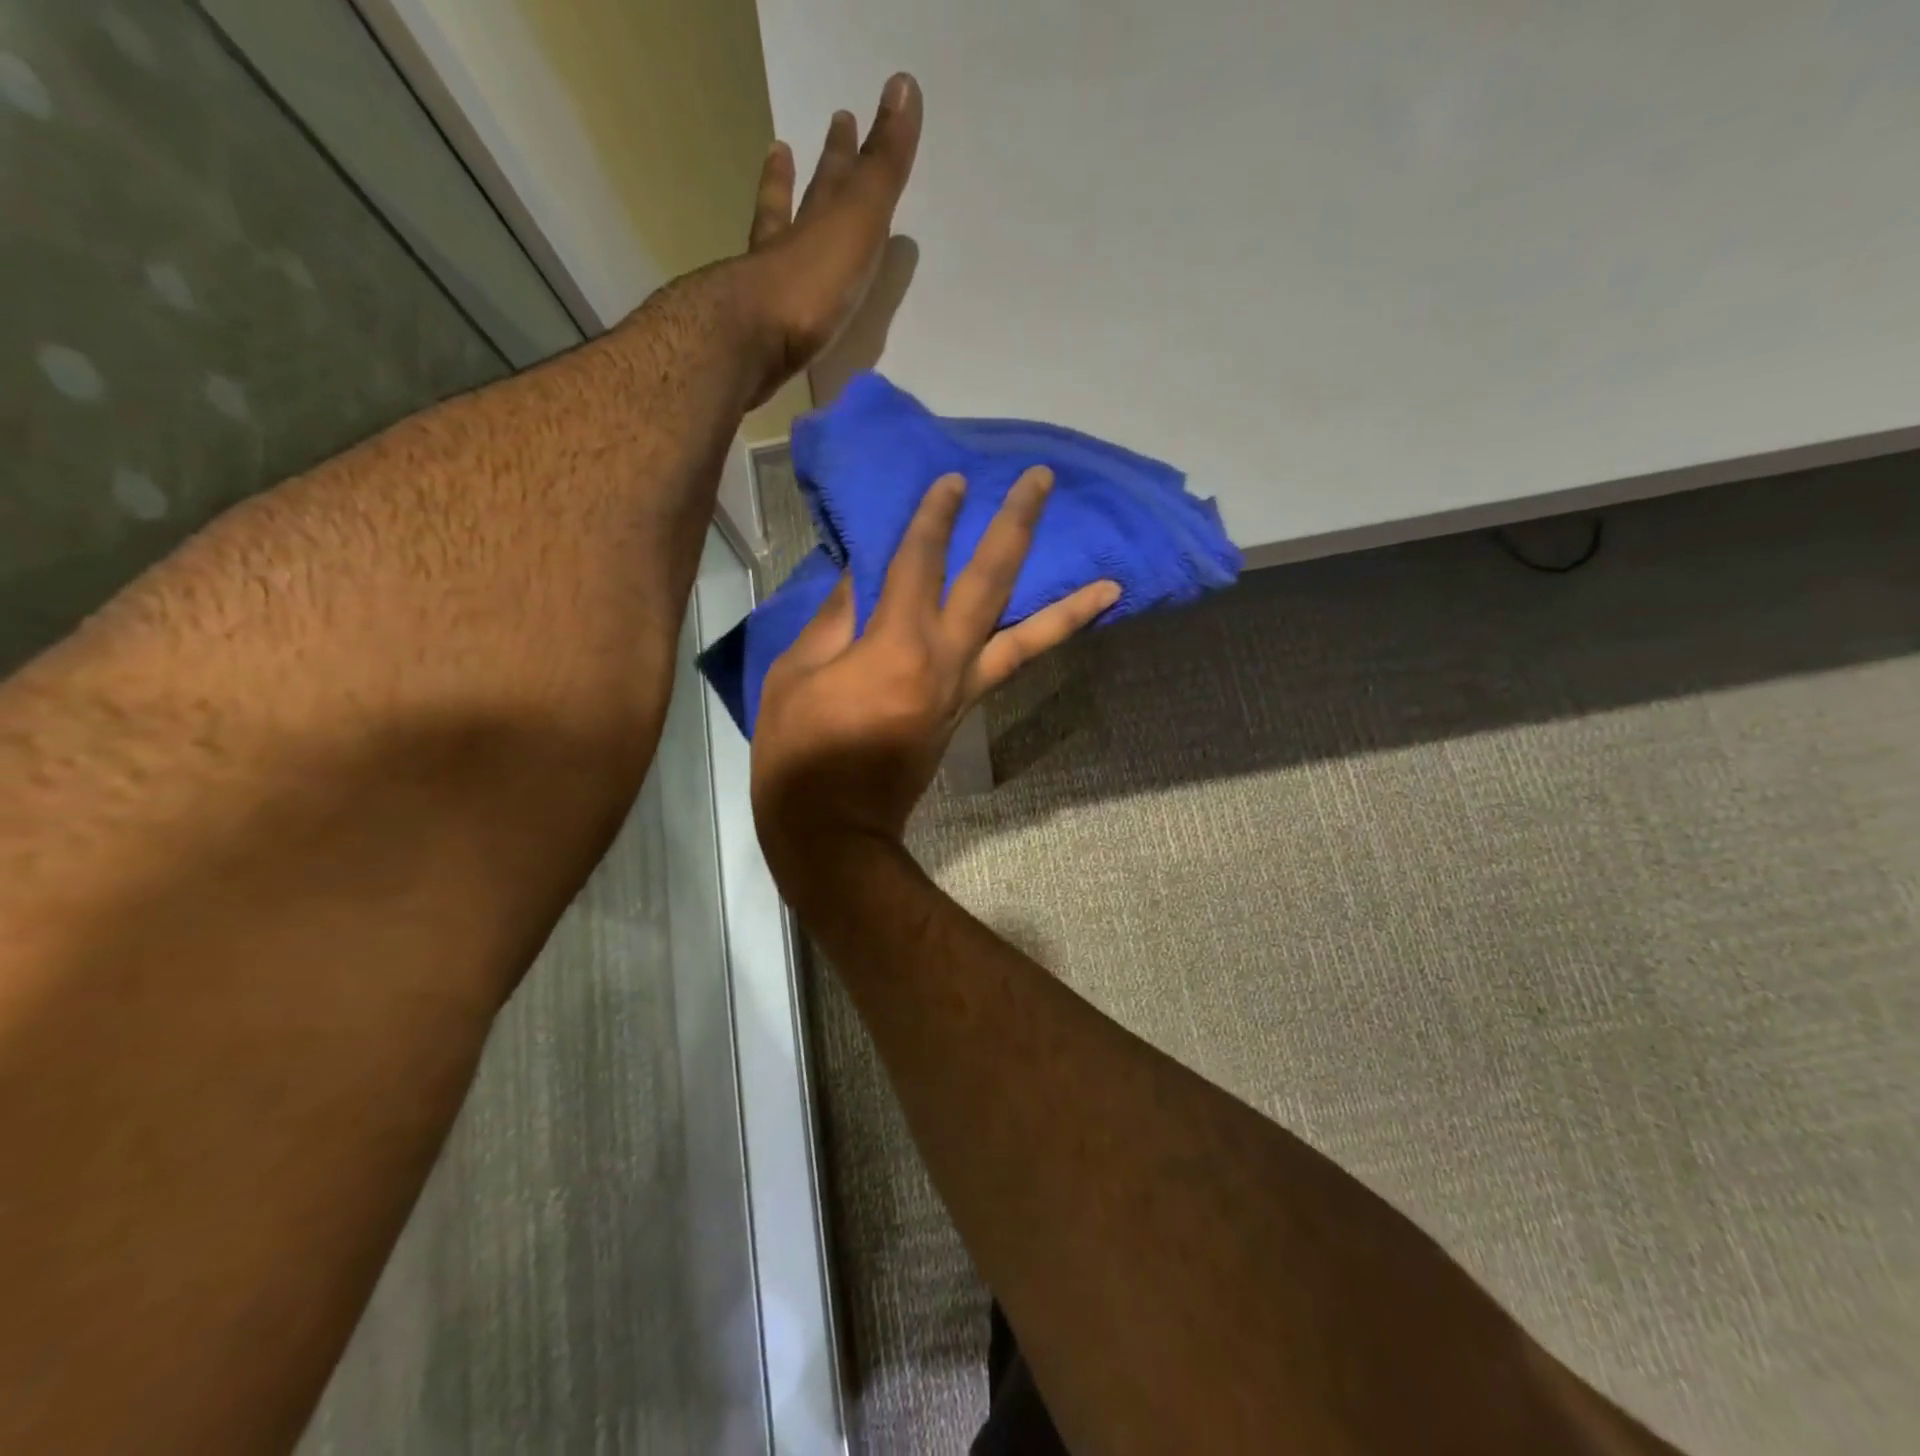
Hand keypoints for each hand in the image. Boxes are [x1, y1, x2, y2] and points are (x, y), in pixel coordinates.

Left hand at [736, 74, 922, 406]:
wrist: (758, 340)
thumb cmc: (815, 279)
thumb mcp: (858, 215)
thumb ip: (882, 165)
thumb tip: (902, 83)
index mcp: (817, 219)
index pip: (835, 177)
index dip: (844, 150)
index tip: (845, 119)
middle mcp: (789, 246)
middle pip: (796, 204)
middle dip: (798, 176)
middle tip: (785, 149)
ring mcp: (770, 290)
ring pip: (771, 244)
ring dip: (772, 218)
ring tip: (764, 204)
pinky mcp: (761, 333)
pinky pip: (771, 304)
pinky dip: (775, 295)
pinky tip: (776, 302)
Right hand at [751, 468, 1118, 891]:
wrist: (835, 828)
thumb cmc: (801, 752)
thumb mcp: (795, 675)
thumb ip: (833, 619)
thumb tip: (861, 576)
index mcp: (897, 643)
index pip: (920, 561)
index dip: (935, 516)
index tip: (955, 479)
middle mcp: (946, 659)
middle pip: (991, 580)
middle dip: (1016, 526)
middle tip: (1043, 482)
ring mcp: (966, 689)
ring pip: (1028, 638)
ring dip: (1069, 606)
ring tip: (1113, 584)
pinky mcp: (968, 713)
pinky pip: (1012, 670)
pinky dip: (1040, 646)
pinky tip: (1059, 630)